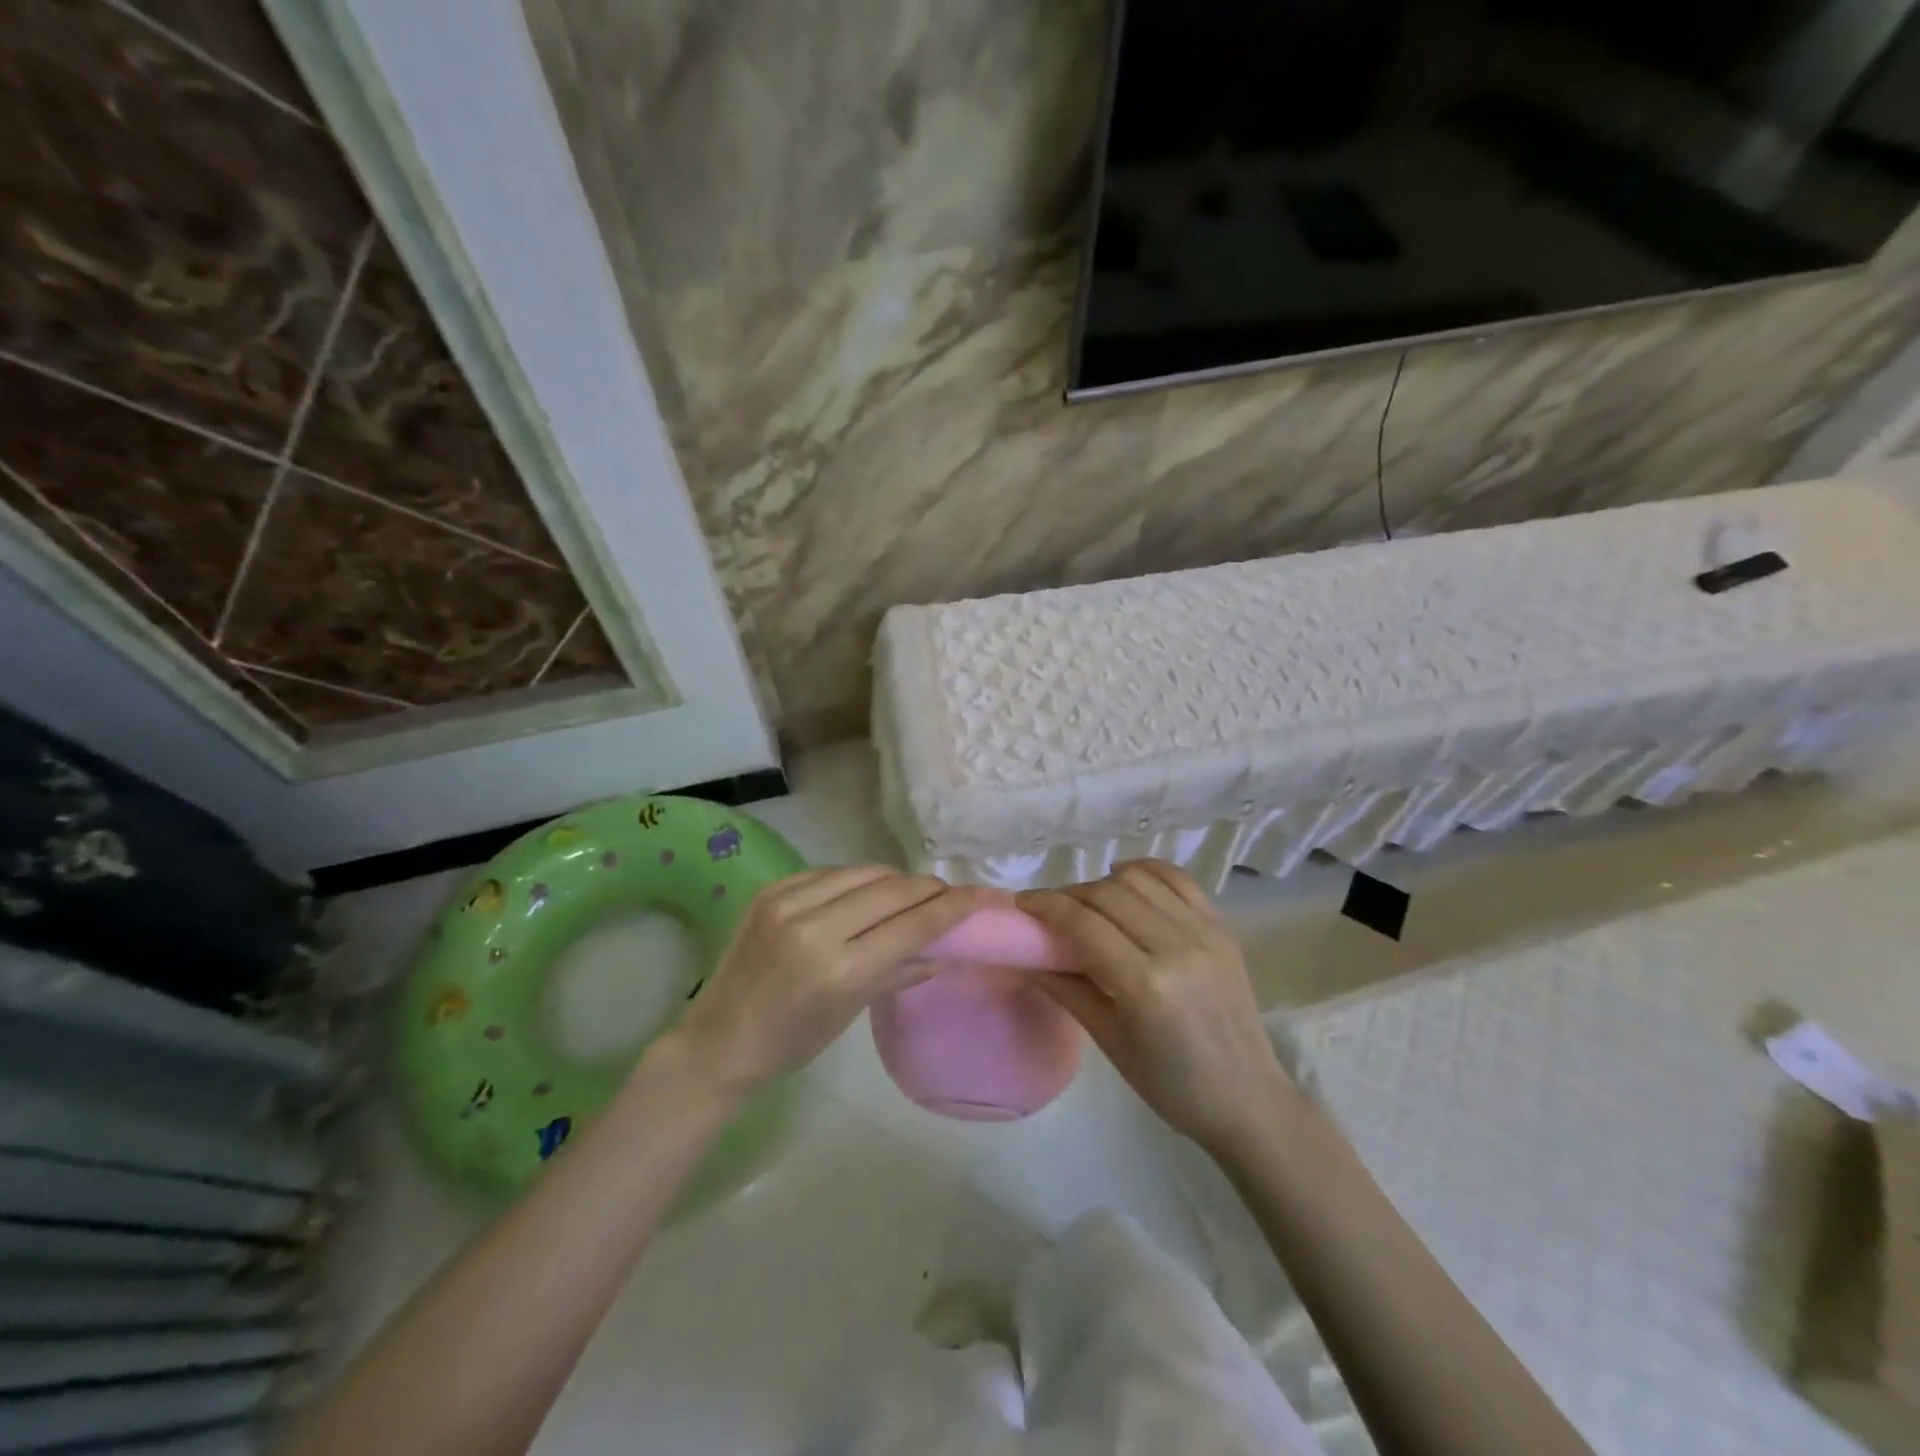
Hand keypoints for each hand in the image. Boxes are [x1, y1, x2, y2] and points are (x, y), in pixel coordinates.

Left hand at [672, 867, 1005, 1099]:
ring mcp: (788, 902)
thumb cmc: (792, 1043)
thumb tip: (946, 949)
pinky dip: (857, 880)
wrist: (718, 1040)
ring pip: (865, 872)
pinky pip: (831, 872)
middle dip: (928, 889)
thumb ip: (901, 972)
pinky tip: (865, 894)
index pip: (912, 926)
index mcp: (839, 971)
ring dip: (895, 881)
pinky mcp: (771, 890)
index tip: (982, 896)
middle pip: (893, 889)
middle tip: (948, 896)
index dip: (953, 907)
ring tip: (909, 895)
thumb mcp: (852, 1012)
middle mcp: (814, 927)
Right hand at [1018, 860, 1292, 1154]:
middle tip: (1050, 910)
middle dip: (1070, 895)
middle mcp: (1177, 947)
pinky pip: (1178, 879)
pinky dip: (1146, 872)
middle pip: (1108, 894)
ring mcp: (1205, 932)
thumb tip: (1025, 957)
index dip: (1047, 906)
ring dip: (1105, 883)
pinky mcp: (1223, 928)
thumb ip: (1066, 989)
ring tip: (1090, 904)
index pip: (1084, 924)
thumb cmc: (1171, 1085)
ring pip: (1140, 879)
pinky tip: (1127, 882)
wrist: (1248, 1099)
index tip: (1022, 904)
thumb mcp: (1110, 1042)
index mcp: (1146, 985)